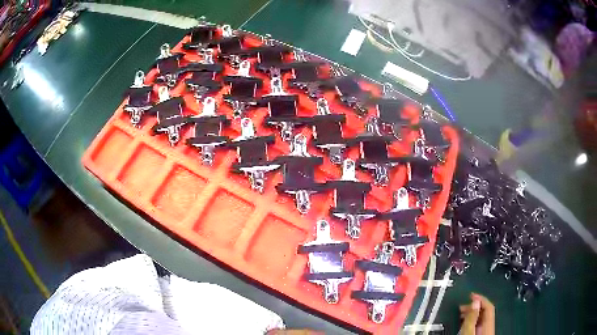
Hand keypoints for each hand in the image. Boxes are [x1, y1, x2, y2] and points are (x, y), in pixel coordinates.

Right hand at [459, 293, 494, 334]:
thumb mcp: (469, 330)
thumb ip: (472, 317)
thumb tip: (475, 301)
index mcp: (489, 324)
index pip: (489, 306)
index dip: (480, 298)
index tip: (471, 294)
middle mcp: (490, 326)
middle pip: (485, 311)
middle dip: (474, 306)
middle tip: (462, 306)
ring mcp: (486, 331)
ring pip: (482, 318)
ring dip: (472, 313)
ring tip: (461, 314)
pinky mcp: (481, 334)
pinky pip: (478, 323)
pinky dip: (472, 320)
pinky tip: (465, 322)